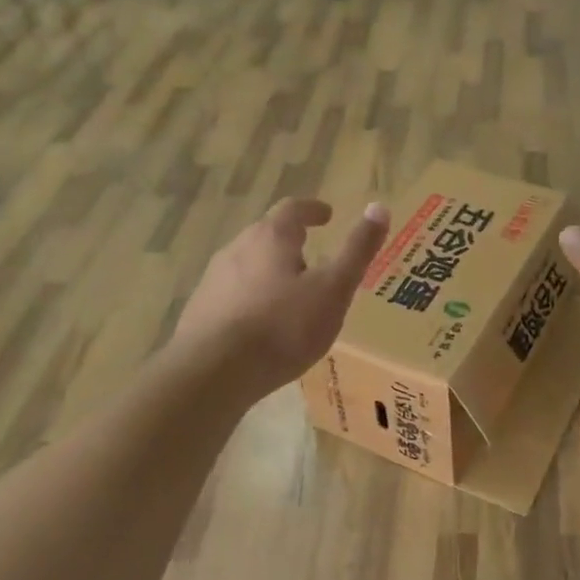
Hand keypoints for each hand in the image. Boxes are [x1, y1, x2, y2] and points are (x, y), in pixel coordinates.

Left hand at [173, 198, 390, 396]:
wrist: (213, 372)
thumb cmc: (283, 326)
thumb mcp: (333, 289)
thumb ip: (357, 250)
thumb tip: (379, 207)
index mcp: (271, 237)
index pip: (293, 209)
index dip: (313, 210)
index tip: (327, 215)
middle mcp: (237, 248)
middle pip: (267, 235)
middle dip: (290, 241)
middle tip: (313, 256)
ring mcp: (214, 279)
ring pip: (248, 264)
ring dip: (270, 270)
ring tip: (291, 294)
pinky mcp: (200, 310)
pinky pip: (233, 293)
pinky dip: (252, 298)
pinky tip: (262, 324)